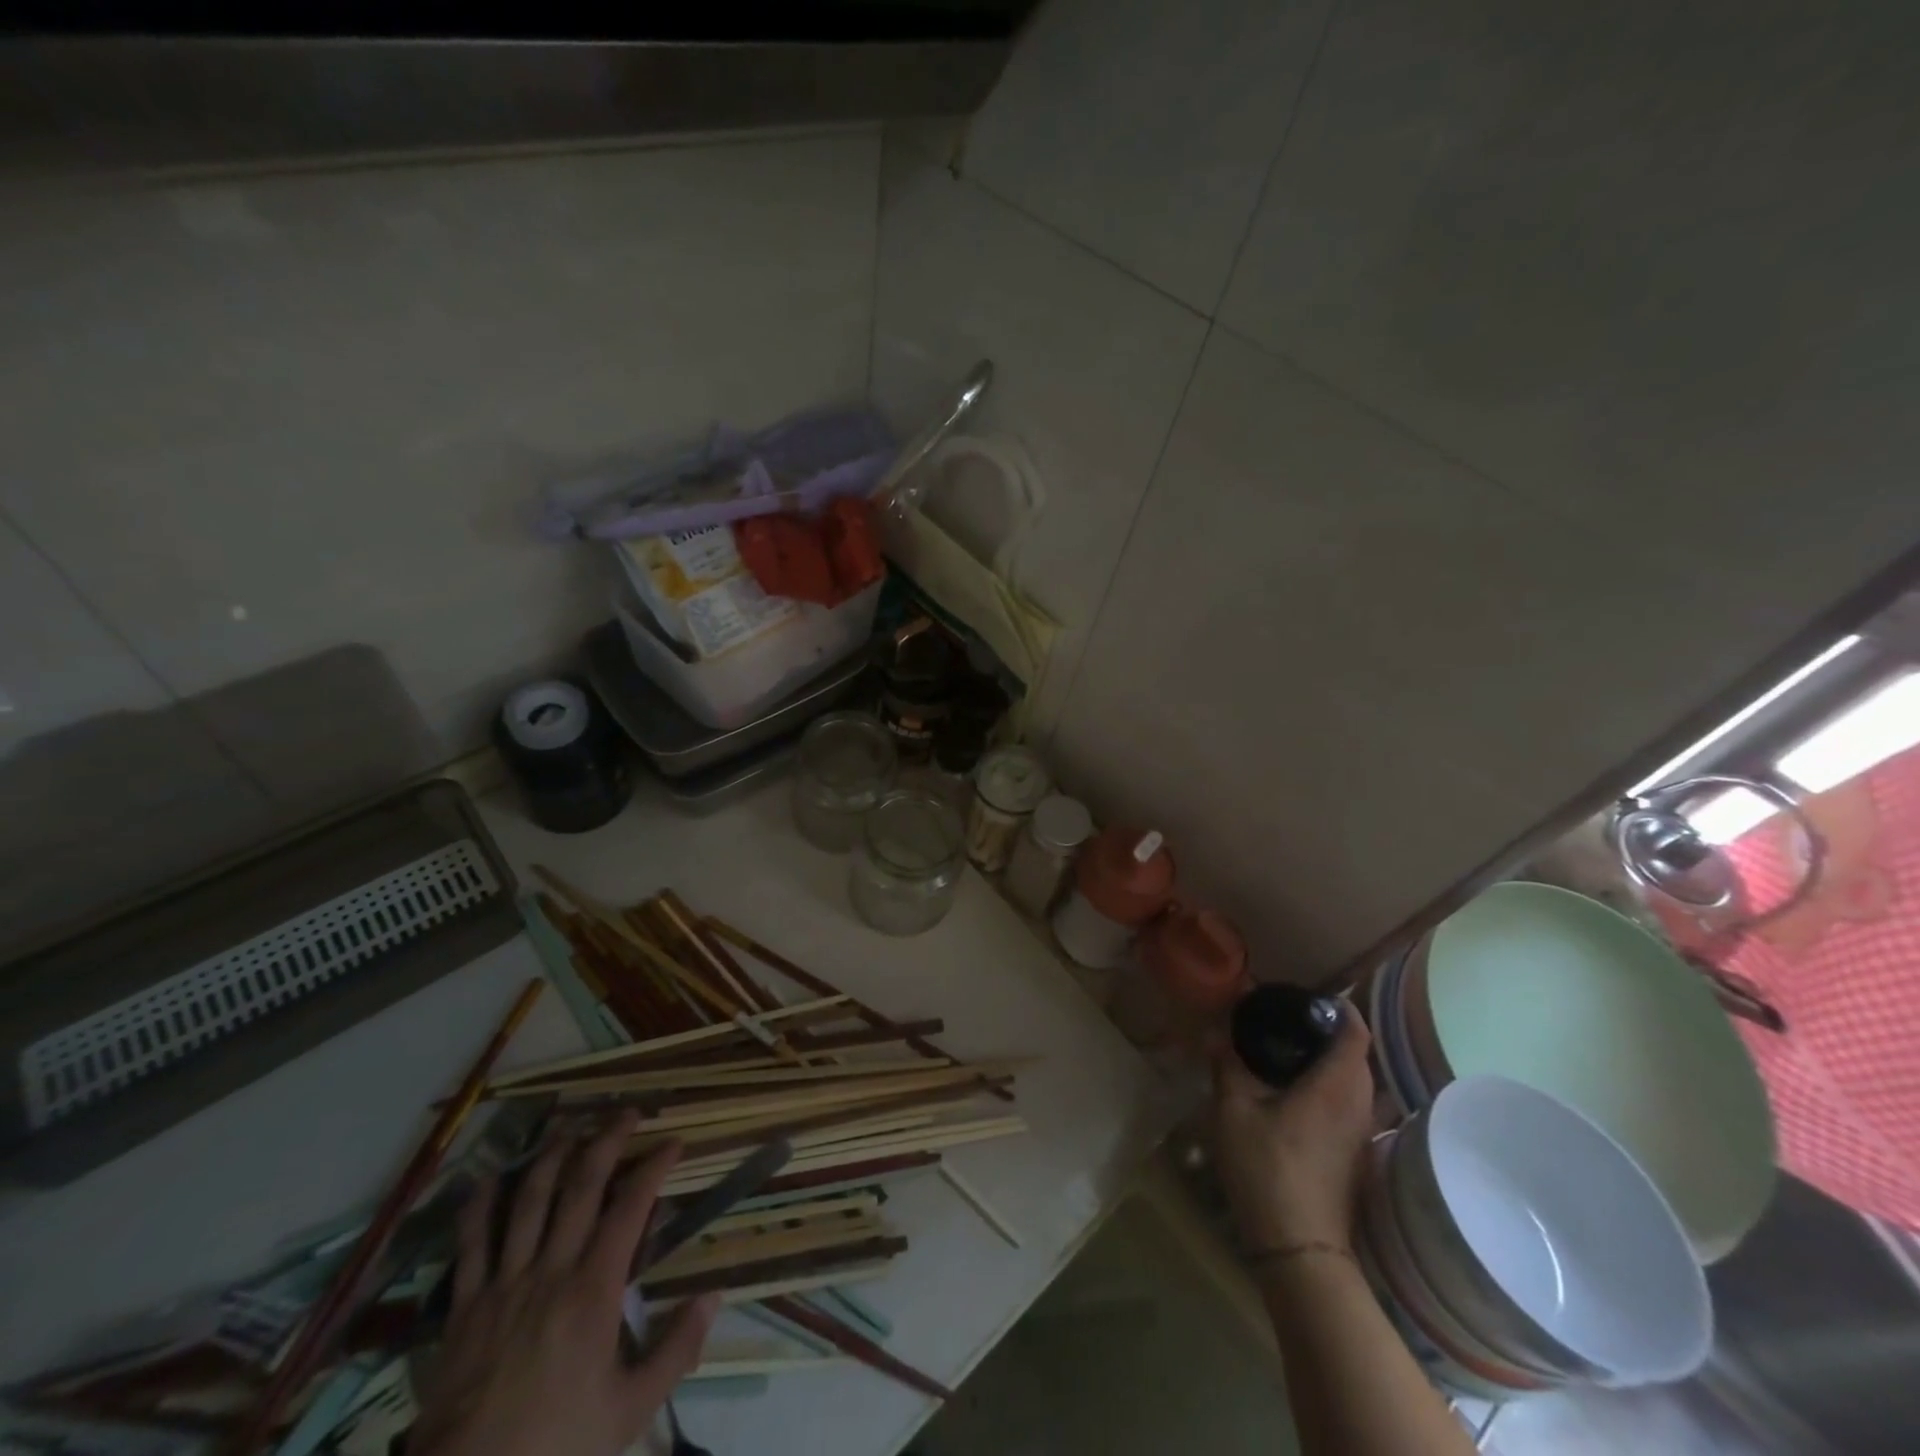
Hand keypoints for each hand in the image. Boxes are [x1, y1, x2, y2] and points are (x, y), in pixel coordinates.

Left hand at [410, 1112, 719, 1455]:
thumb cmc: (556, 1447)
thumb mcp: (630, 1411)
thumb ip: (676, 1350)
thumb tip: (713, 1297)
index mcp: (593, 1291)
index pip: (630, 1208)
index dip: (654, 1168)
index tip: (673, 1142)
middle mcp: (550, 1271)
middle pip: (580, 1187)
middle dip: (607, 1141)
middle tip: (627, 1113)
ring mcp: (504, 1284)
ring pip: (529, 1201)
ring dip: (552, 1156)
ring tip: (570, 1127)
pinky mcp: (464, 1306)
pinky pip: (471, 1244)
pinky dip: (480, 1206)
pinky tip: (490, 1178)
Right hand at [1211, 1002, 1374, 1254]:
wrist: (1299, 1248)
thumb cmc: (1267, 1169)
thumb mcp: (1234, 1110)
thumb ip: (1227, 1065)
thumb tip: (1216, 1033)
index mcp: (1336, 1085)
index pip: (1355, 1031)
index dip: (1338, 1008)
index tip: (1307, 996)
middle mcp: (1359, 1104)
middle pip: (1357, 1054)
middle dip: (1327, 1032)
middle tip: (1285, 1019)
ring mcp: (1360, 1133)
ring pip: (1354, 1081)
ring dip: (1328, 1061)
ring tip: (1285, 1051)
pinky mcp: (1354, 1154)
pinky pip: (1348, 1103)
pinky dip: (1328, 1086)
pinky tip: (1291, 1092)